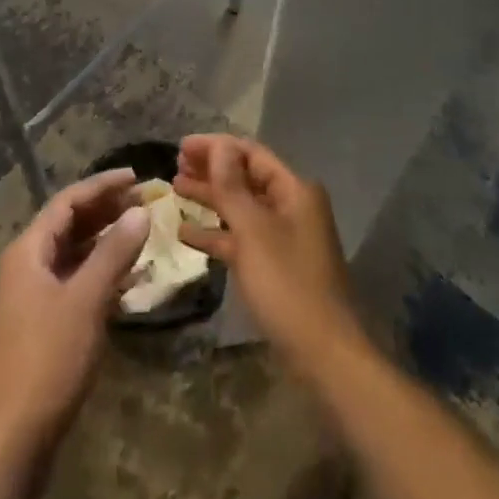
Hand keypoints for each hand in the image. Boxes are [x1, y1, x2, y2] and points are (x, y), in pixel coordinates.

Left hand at [0, 168, 149, 453]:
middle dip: (106, 211)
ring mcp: (31, 299)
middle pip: (69, 225)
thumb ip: (114, 252)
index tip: (137, 177)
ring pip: (73, 255)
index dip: (102, 186)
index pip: (68, 201)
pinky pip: (74, 283)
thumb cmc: (45, 361)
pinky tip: (128, 280)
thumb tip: (140, 211)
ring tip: (142, 234)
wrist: (8, 444)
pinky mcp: (41, 328)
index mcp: (27, 252)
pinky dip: (100, 274)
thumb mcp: (85, 300)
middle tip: (145, 202)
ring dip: (106, 242)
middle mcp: (26, 267)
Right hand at [173, 134, 367, 377]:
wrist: (322, 353)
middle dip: (212, 169)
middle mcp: (291, 206)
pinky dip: (217, 233)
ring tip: (175, 188)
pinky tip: (185, 233)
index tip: (181, 146)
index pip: (251, 153)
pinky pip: (242, 239)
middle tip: (175, 165)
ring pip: (242, 208)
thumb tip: (219, 145)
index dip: (216, 147)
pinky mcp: (275, 266)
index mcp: (294, 190)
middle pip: (246, 177)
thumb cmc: (287, 284)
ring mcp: (284, 237)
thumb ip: (232, 187)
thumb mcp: (254, 231)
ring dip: (210, 198)